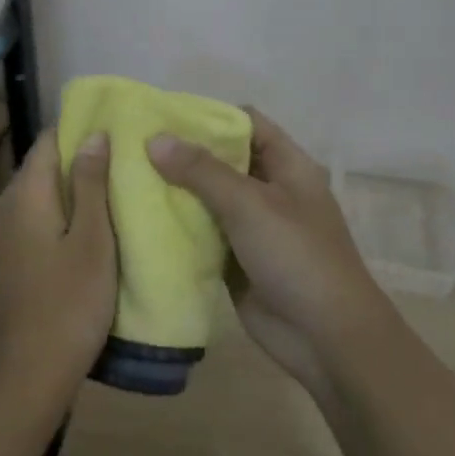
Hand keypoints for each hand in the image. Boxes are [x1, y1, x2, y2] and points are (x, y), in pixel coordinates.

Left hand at [0, 128, 117, 412]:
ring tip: (113, 194)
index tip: (116, 133)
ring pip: (38, 194)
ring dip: (71, 190)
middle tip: (123, 165)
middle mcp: (3, 206)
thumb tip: (93, 134)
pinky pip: (32, 219)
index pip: (47, 140)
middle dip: (79, 161)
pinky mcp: (4, 258)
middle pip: (41, 166)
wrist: (29, 375)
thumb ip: (91, 183)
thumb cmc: (70, 304)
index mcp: (23, 195)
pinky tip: (87, 230)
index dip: (80, 131)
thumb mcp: (93, 241)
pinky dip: (58, 214)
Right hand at [148, 109, 389, 396]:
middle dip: (182, 154)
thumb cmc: (297, 257)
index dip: (208, 116)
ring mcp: (252, 227)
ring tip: (127, 176)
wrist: (327, 339)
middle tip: (133, 146)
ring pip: (208, 198)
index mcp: (287, 166)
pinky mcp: (236, 260)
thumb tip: (154, 139)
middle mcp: (269, 190)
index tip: (162, 116)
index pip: (246, 123)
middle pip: (222, 160)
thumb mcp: (250, 205)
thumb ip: (202, 171)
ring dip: (175, 190)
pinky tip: (140, 218)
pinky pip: (202, 233)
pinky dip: (177, 226)